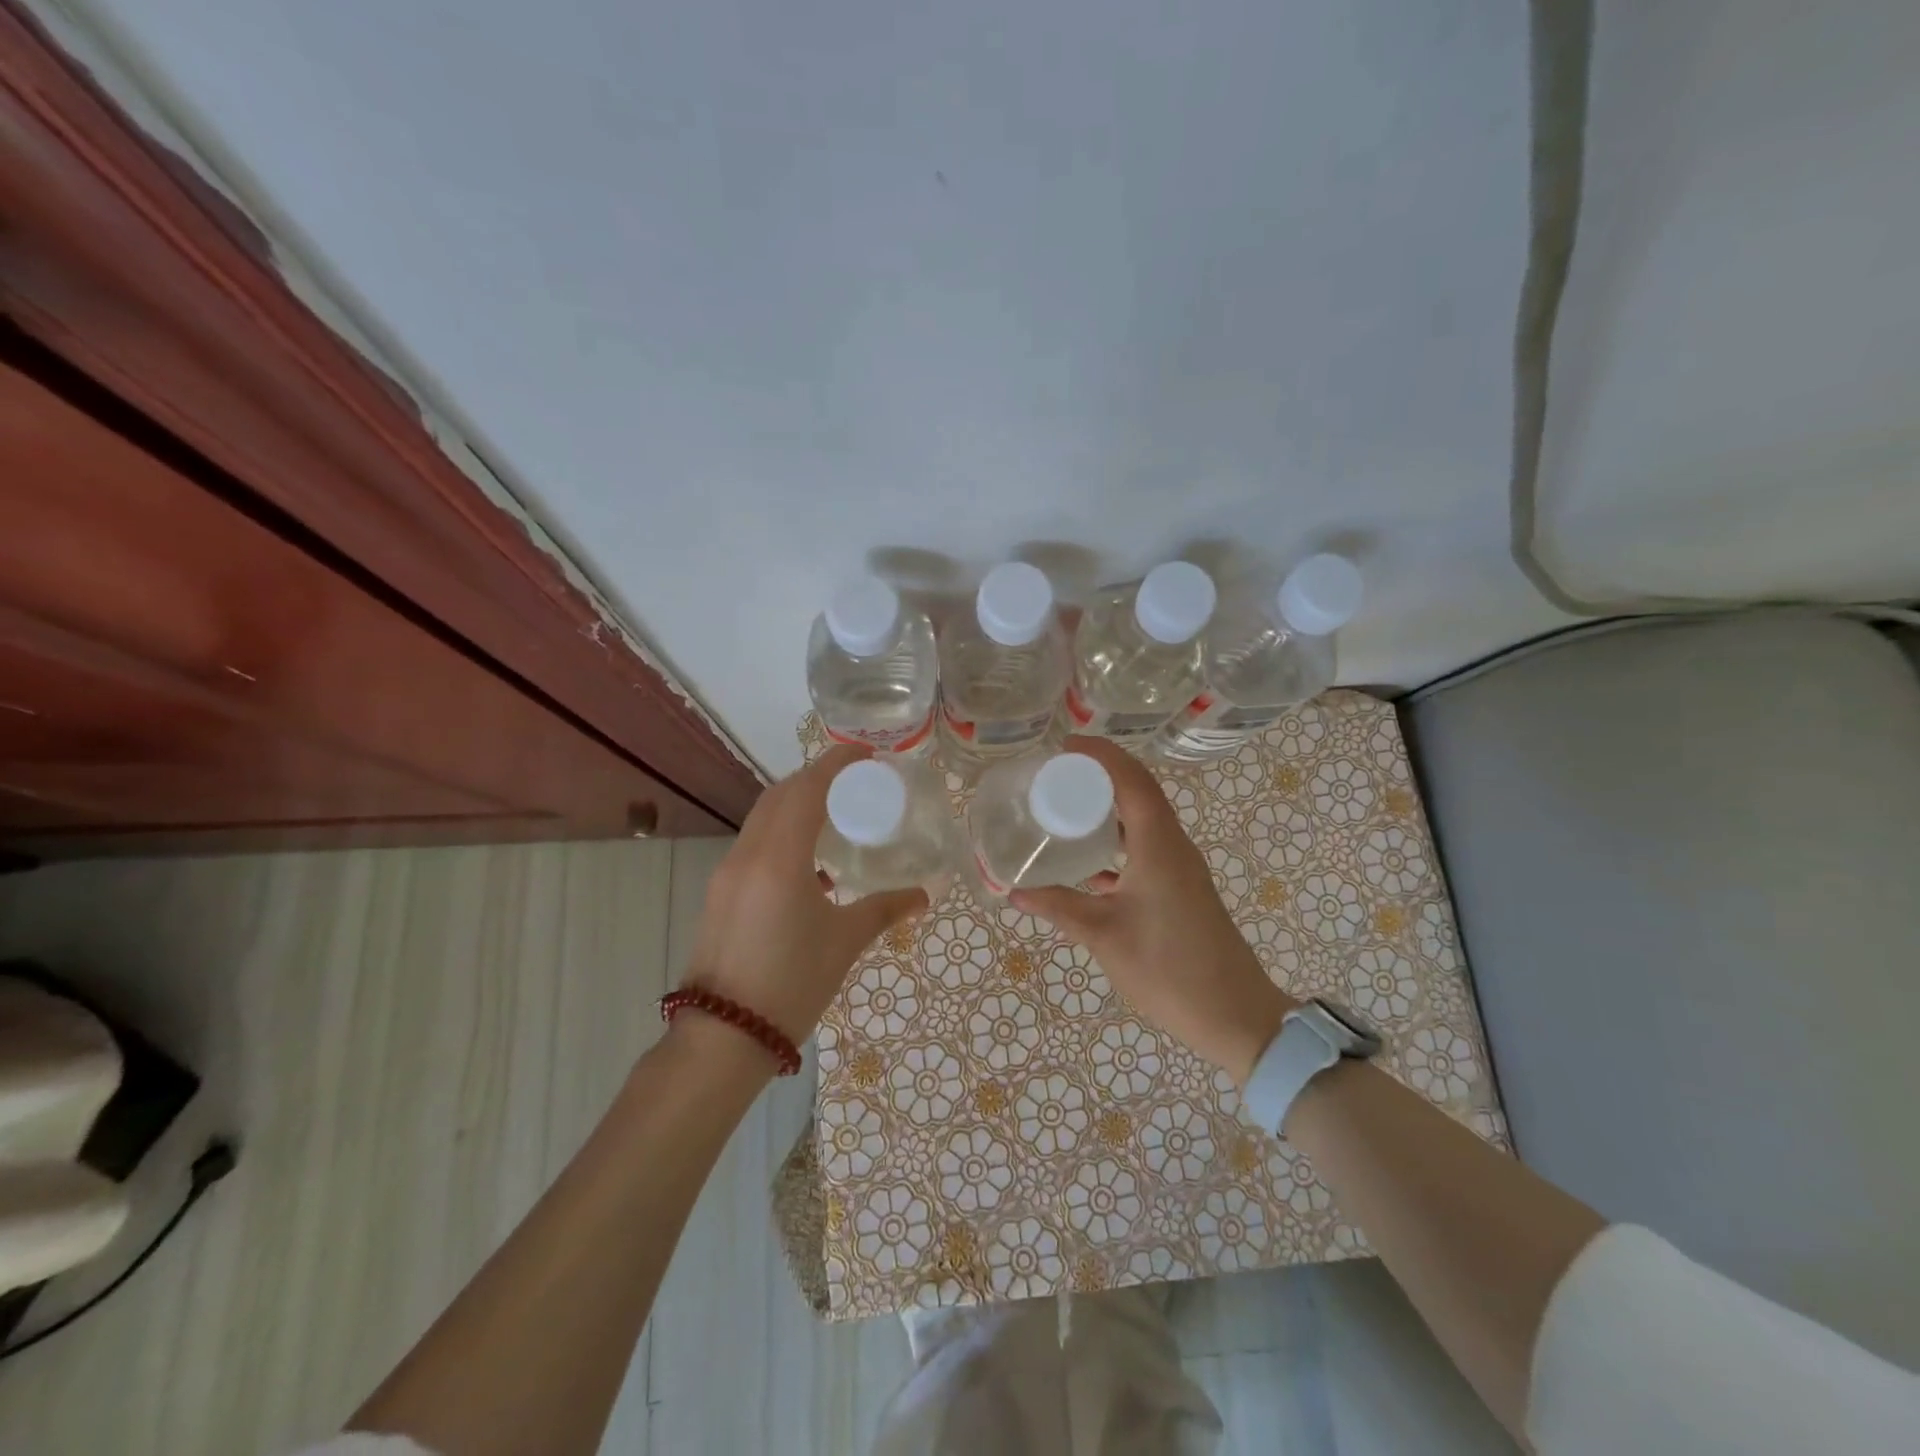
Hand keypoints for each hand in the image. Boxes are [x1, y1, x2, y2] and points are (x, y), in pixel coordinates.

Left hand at [681, 744, 927, 1048]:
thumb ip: (884, 910)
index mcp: (779, 858)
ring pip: (762, 818)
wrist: (723, 1037)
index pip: (806, 789)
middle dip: (814, 779)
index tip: (864, 753)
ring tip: (833, 817)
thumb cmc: (791, 982)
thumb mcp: (844, 942)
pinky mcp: (719, 893)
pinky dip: (780, 834)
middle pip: (779, 795)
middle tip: (853, 783)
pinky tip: (808, 864)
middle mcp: (747, 854)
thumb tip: (922, 896)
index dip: (834, 763)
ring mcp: (727, 873)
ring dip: (795, 805)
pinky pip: (753, 844)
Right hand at [1010, 736, 1296, 1084]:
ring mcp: (1180, 867)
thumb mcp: (1104, 935)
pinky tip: (1089, 860)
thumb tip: (1012, 889)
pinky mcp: (1181, 888)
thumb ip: (1058, 907)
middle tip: (1056, 773)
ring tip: (1067, 805)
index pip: (1131, 779)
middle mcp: (1173, 846)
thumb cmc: (1168, 969)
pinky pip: (1146, 846)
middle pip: (1139, 791)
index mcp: (1158, 845)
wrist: (1234, 1014)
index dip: (1100, 755)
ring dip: (1110, 805)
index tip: (1064, 746)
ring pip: (1144, 819)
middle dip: (1101, 774)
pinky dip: (1118, 839)